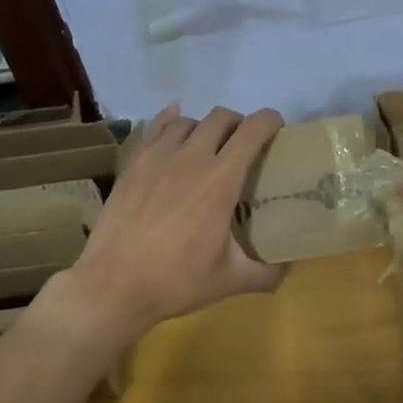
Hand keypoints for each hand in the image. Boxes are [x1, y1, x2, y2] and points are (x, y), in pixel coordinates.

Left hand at [58, 104, 286, 342]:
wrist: (114, 284)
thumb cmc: (177, 281)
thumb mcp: (231, 280)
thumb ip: (267, 273)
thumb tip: (288, 267)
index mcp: (221, 180)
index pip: (252, 130)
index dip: (270, 121)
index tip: (277, 129)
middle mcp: (192, 157)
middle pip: (221, 117)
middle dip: (238, 123)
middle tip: (243, 143)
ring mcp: (158, 156)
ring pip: (187, 120)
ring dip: (204, 126)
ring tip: (207, 145)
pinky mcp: (133, 163)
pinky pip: (154, 127)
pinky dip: (170, 121)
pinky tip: (174, 128)